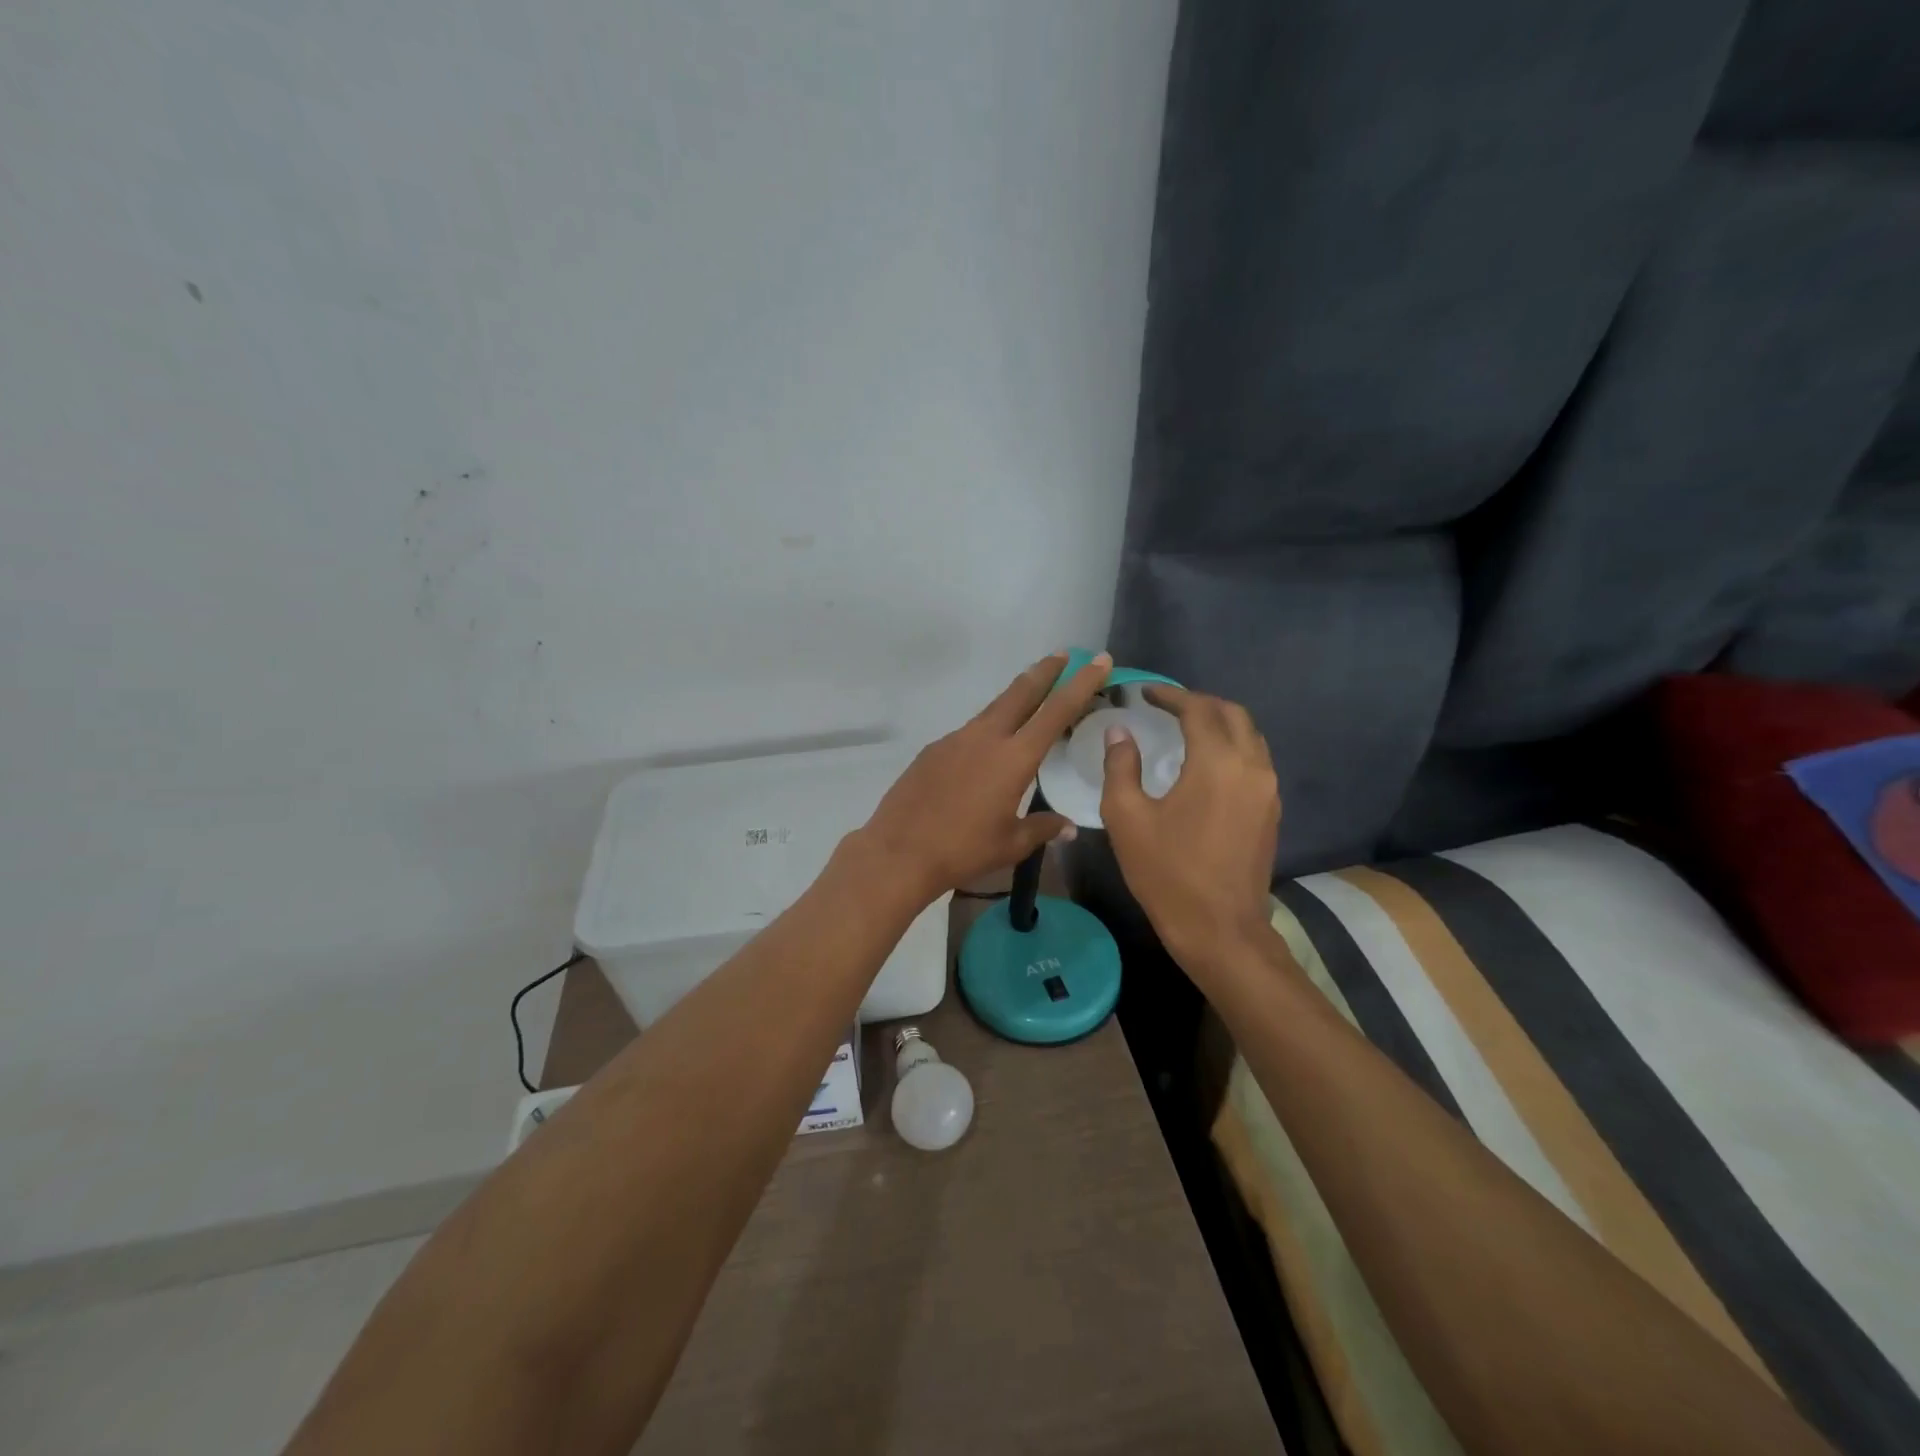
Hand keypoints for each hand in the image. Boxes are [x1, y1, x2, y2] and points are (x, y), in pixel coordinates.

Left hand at [858, 652, 1112, 902]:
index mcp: (1014, 758)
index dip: (1081, 683)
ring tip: (1030, 695)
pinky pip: (969, 732)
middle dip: (1045, 671)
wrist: (900, 851)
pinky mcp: (933, 749)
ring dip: (1015, 698)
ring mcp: (956, 740)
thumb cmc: (963, 850)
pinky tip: (986, 749)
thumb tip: (1068, 827)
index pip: (1056, 711)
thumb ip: (1043, 828)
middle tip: (1064, 655)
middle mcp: (986, 738)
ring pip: (993, 709)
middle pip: (1021, 693)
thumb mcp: (1011, 844)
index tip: (1098, 660)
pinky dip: (987, 728)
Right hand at [1101, 686, 1279, 967]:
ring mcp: (1267, 790)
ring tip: (1186, 729)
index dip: (1170, 696)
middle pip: (1233, 714)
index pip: (1198, 709)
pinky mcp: (1271, 811)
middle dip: (1199, 703)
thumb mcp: (1127, 818)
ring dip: (1219, 723)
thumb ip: (1121, 766)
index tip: (1144, 693)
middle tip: (1166, 707)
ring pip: (1249, 736)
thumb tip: (1119, 732)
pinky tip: (1206, 763)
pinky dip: (1231, 747)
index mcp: (1217, 763)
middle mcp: (1251, 767)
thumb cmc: (1167, 873)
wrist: (1220, 930)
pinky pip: (1255, 760)